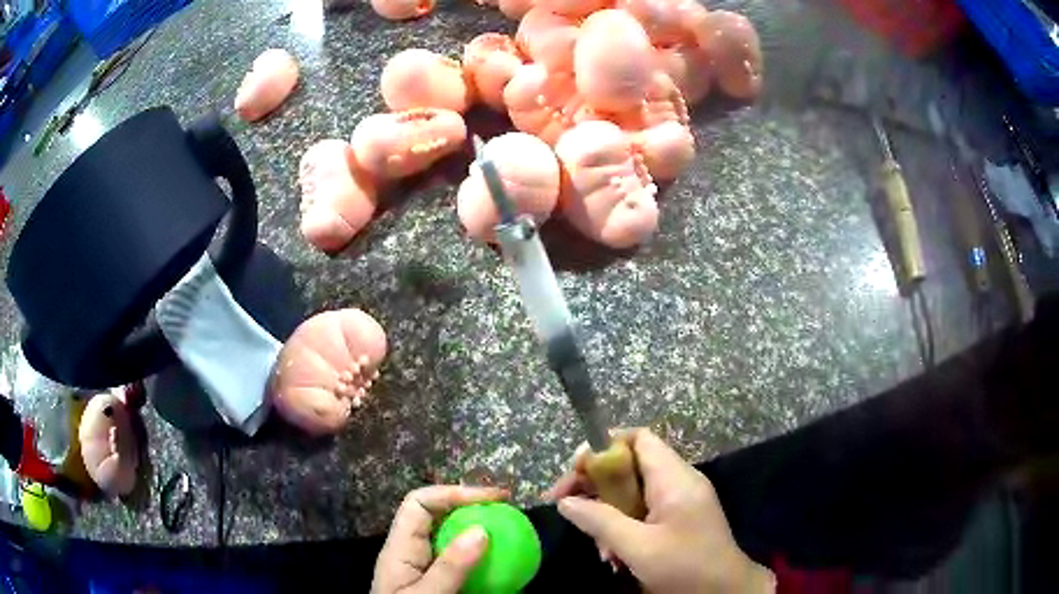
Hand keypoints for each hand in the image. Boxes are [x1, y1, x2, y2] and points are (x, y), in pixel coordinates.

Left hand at [371, 485, 505, 593]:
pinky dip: (480, 557)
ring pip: (448, 537)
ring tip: (509, 532)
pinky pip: (458, 561)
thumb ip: (450, 568)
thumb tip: (481, 530)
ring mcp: (422, 567)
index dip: (453, 493)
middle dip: (469, 506)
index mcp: (399, 548)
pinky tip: (501, 564)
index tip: (492, 499)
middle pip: (435, 515)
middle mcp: (409, 551)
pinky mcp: (435, 583)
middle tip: (506, 511)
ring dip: (477, 530)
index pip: (419, 503)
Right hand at [547, 429, 775, 593]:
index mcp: (674, 478)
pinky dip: (624, 528)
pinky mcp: (680, 518)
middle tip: (567, 507)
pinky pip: (644, 511)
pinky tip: (615, 555)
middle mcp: (679, 481)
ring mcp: (681, 500)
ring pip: (633, 493)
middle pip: (630, 466)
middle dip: (596, 488)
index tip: (574, 473)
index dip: (603, 447)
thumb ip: (600, 521)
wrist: (725, 591)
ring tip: (599, 548)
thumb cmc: (685, 566)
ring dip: (608, 515)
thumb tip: (565, 502)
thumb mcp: (638, 547)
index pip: (638, 439)